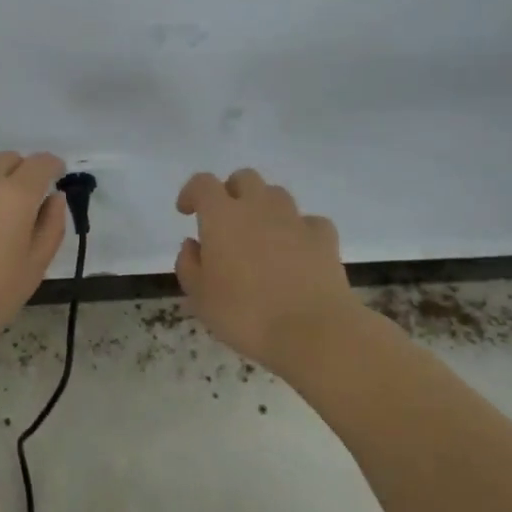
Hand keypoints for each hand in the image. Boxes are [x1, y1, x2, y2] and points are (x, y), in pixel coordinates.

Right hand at [174, 167, 358, 375]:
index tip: (186, 211)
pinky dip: (299, 230)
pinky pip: (309, 222)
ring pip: (277, 194)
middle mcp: (258, 207)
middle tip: (225, 220)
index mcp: (222, 216)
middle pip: (244, 178)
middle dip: (231, 191)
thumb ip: (189, 265)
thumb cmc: (245, 314)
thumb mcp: (200, 298)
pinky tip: (297, 251)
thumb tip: (193, 245)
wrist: (313, 333)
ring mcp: (295, 220)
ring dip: (264, 207)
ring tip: (260, 235)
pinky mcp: (324, 238)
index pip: (203, 183)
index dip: (192, 192)